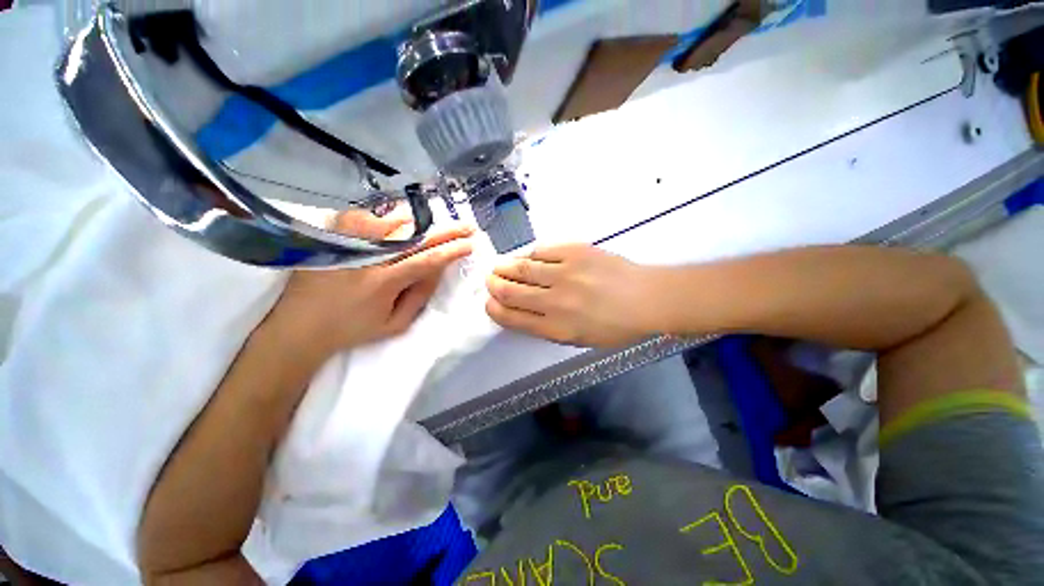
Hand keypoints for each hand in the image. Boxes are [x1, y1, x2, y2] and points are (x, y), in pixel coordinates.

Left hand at [267, 211, 473, 357]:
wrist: (300, 326)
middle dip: (445, 231)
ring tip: (432, 224)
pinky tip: (391, 225)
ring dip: (417, 222)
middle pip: (415, 237)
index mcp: (383, 282)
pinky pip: (363, 216)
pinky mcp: (331, 238)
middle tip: (465, 226)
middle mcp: (367, 258)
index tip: (469, 245)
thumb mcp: (395, 324)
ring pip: (390, 221)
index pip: (427, 260)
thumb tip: (436, 271)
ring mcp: (347, 244)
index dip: (451, 251)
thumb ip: (419, 296)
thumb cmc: (353, 330)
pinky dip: (383, 218)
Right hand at [485, 244, 666, 346]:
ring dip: (504, 267)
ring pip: (521, 268)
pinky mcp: (575, 251)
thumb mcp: (578, 339)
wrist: (646, 299)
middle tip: (490, 280)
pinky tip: (529, 257)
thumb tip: (522, 310)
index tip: (489, 303)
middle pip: (510, 291)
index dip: (494, 309)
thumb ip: (547, 327)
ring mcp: (565, 273)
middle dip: (494, 285)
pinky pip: (541, 250)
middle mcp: (555, 301)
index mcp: (556, 328)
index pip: (511, 317)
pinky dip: (530, 254)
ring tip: (499, 266)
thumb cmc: (614, 326)